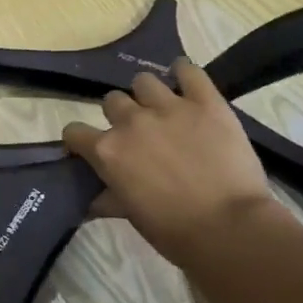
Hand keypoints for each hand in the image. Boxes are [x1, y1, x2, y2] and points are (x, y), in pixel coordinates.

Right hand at [62, 58, 275, 261]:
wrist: (228, 227)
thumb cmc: (172, 230)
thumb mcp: (130, 214)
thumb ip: (108, 197)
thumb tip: (92, 200)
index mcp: (107, 151)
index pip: (74, 131)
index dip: (80, 140)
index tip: (90, 148)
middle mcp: (131, 122)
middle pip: (112, 101)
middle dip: (120, 115)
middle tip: (137, 133)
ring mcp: (169, 107)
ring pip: (144, 81)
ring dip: (147, 94)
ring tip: (162, 108)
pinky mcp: (206, 102)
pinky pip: (189, 71)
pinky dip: (184, 72)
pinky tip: (185, 80)